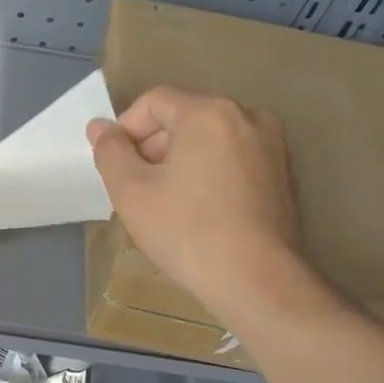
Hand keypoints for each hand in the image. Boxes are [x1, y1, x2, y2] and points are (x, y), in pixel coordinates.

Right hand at [87, 88, 305, 326]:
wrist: (257, 281)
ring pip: (208, 138)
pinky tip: (198, 210)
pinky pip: (231, 157)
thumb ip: (110, 151)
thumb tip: (100, 128)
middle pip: (183, 116)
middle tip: (138, 187)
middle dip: (153, 146)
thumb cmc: (187, 230)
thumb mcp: (131, 191)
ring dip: (179, 160)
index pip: (153, 101)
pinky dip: (208, 172)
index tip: (117, 167)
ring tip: (166, 201)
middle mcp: (247, 117)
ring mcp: (271, 145)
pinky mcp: (282, 173)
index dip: (126, 130)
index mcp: (210, 113)